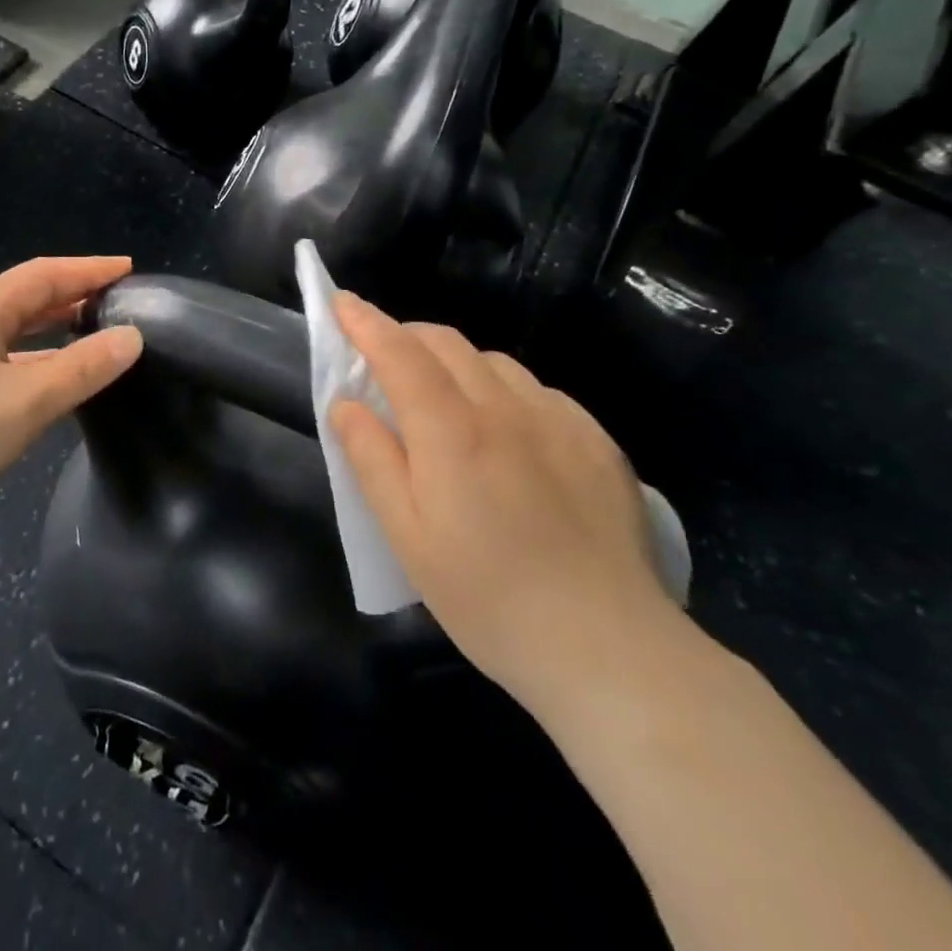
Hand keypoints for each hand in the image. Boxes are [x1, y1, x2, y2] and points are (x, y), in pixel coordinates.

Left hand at [0, 257, 143, 538]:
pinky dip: (40, 357)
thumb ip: (84, 367)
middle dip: (74, 293)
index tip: (128, 269)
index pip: (45, 274)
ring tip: (96, 331)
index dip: (88, 268)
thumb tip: (132, 337)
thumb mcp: (29, 398)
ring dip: (57, 325)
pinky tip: (57, 377)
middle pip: (30, 296)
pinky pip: (9, 357)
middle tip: (118, 299)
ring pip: (18, 329)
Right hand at [330, 293, 673, 717]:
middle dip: (405, 336)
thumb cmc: (488, 597)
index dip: (364, 321)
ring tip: (444, 401)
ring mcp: (558, 419)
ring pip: (493, 362)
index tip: (341, 302)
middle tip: (383, 361)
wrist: (610, 648)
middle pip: (446, 343)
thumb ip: (371, 458)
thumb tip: (346, 403)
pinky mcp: (596, 440)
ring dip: (455, 363)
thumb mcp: (406, 536)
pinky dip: (503, 391)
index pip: (398, 352)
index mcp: (451, 431)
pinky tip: (508, 434)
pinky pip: (537, 391)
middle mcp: (505, 408)